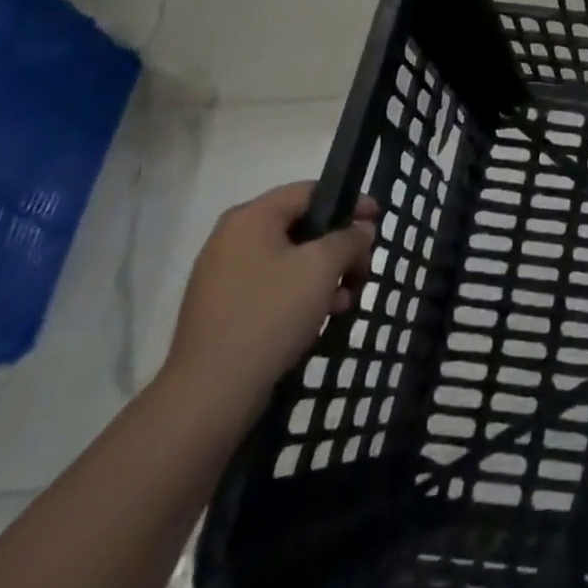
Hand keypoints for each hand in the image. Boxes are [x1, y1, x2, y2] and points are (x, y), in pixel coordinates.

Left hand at [162, 184, 377, 416]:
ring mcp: (224, 278)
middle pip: (301, 228)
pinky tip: (322, 319)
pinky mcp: (224, 312)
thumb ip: (349, 239)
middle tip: (363, 267)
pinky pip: (273, 289)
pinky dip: (301, 296)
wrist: (210, 395)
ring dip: (324, 276)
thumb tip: (360, 230)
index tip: (377, 221)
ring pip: (290, 262)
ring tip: (347, 300)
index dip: (349, 201)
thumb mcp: (322, 267)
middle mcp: (232, 241)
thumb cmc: (270, 314)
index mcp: (250, 218)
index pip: (310, 191)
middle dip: (338, 247)